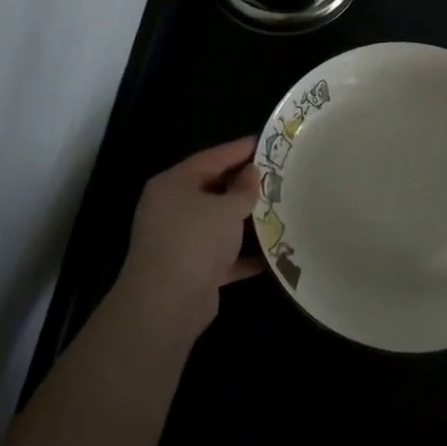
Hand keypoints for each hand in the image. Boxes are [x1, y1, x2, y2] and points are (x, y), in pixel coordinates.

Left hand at [112, 138, 262, 340]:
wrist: (167, 303)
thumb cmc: (196, 239)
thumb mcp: (226, 208)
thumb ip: (243, 189)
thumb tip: (252, 173)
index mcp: (173, 184)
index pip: (210, 158)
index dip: (237, 150)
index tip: (262, 142)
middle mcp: (171, 209)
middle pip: (212, 190)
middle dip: (243, 186)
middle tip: (275, 176)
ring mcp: (179, 241)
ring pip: (217, 224)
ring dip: (244, 222)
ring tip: (279, 211)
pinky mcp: (190, 270)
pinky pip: (222, 256)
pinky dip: (242, 256)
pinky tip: (270, 255)